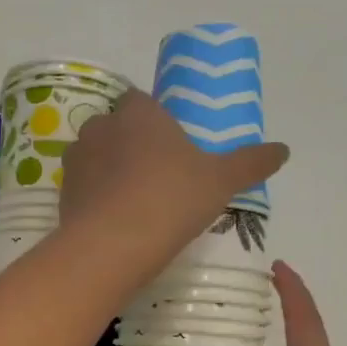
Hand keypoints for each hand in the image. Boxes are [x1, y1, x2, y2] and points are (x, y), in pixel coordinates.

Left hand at [59, 91, 287, 276]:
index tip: (170, 145)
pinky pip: (82, 188)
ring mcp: (76, 161)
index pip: (140, 100)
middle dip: (130, 144)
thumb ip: (250, 163)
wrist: (112, 245)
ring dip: (109, 171)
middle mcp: (100, 128)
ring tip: (134, 201)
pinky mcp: (62, 194)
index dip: (153, 120)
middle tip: (156, 175)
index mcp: (138, 113)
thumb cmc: (171, 199)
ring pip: (94, 157)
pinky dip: (95, 198)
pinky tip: (115, 221)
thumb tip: (284, 150)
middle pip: (115, 127)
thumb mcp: (221, 181)